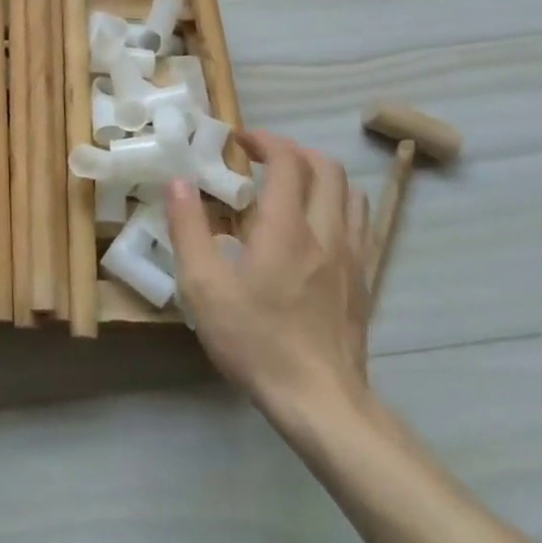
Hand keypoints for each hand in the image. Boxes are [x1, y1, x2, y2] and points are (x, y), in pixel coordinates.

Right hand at [165, 129, 374, 423]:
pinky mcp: (364, 281)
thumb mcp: (202, 286)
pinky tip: (315, 226)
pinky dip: (338, 206)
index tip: (238, 140)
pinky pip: (360, 224)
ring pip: (351, 194)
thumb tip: (177, 181)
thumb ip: (188, 228)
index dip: (264, 140)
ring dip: (320, 176)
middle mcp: (326, 233)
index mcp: (286, 229)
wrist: (320, 401)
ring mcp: (353, 258)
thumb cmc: (254, 340)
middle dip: (294, 151)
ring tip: (289, 186)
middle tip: (261, 158)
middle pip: (327, 169)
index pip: (287, 161)